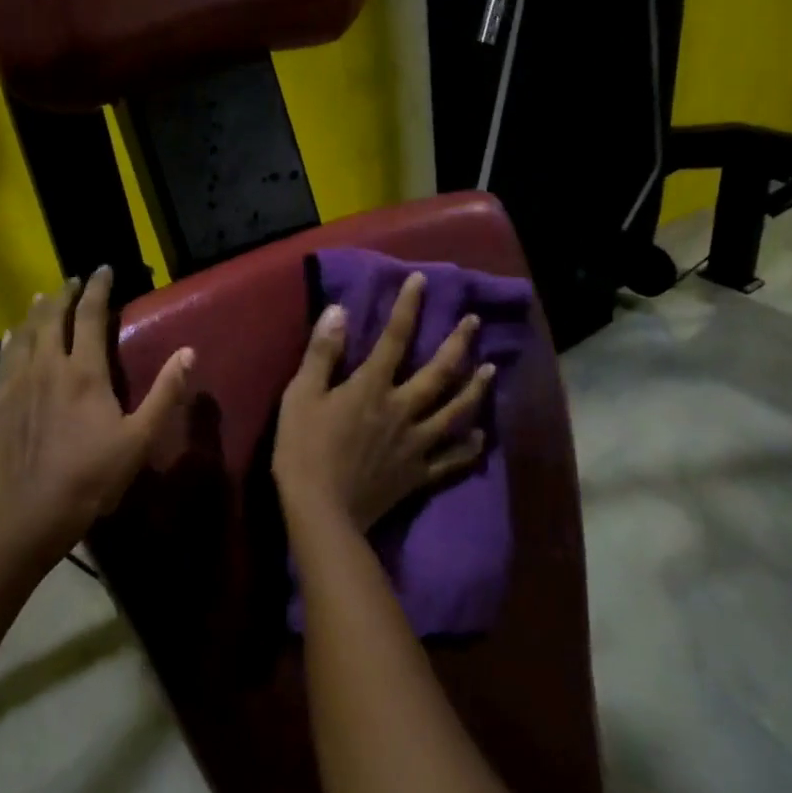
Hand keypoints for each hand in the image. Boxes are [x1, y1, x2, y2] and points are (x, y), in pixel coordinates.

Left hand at [0, 266, 193, 556]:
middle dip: (65, 294)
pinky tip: (12, 336)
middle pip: (52, 317)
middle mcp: (48, 367)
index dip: (98, 289)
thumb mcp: (141, 437)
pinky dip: (11, 340)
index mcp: (84, 372)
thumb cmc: (94, 475)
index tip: (103, 270)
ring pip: (25, 333)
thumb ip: (165, 392)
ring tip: (44, 298)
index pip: (89, 315)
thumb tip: (188, 352)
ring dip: (36, 312)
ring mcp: (18, 383)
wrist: (33, 510)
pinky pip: (5, 359)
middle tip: (74, 281)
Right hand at [273, 271, 491, 534]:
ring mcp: (416, 443)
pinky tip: (480, 437)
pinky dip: (469, 448)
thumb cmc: (303, 450)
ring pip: (455, 411)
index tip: (422, 280)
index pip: (394, 338)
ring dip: (476, 388)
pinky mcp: (419, 474)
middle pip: (439, 372)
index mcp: (372, 388)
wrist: (321, 511)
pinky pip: (451, 460)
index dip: (408, 307)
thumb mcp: (301, 396)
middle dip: (458, 343)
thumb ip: (322, 353)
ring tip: (490, 370)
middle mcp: (402, 409)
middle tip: (474, 322)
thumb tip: (339, 310)